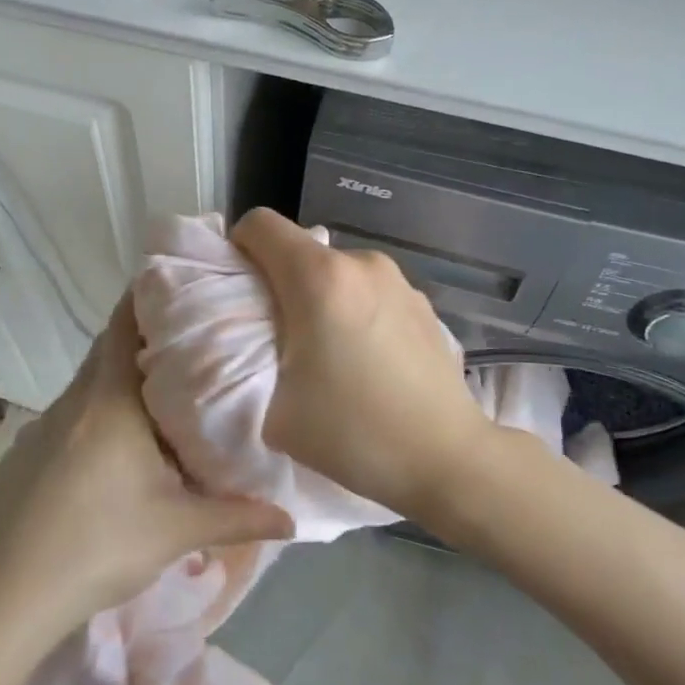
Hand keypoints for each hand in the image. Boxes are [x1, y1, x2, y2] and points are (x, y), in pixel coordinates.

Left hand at [0, 295, 294, 626]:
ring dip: (117, 383)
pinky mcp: (22, 454)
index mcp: (110, 401)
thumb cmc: (102, 544)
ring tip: (157, 399)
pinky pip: (66, 418)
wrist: (11, 592)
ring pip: (86, 387)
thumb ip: (237, 517)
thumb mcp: (178, 530)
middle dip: (142, 342)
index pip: (123, 326)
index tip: (175, 286)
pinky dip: (92, 417)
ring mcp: (41, 427)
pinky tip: (109, 454)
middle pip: (106, 351)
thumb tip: (292, 519)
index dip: (145, 298)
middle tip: (186, 347)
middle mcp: (73, 401)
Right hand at [231, 207, 496, 520]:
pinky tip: (369, 360)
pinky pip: (370, 292)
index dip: (238, 248)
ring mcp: (399, 281)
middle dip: (281, 282)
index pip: (260, 225)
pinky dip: (356, 312)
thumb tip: (258, 342)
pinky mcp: (423, 303)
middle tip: (281, 335)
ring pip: (338, 273)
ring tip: (330, 352)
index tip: (239, 290)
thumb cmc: (352, 433)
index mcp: (319, 279)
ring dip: (322, 298)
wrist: (446, 458)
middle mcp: (361, 264)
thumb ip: (253, 360)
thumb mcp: (275, 409)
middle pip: (301, 250)